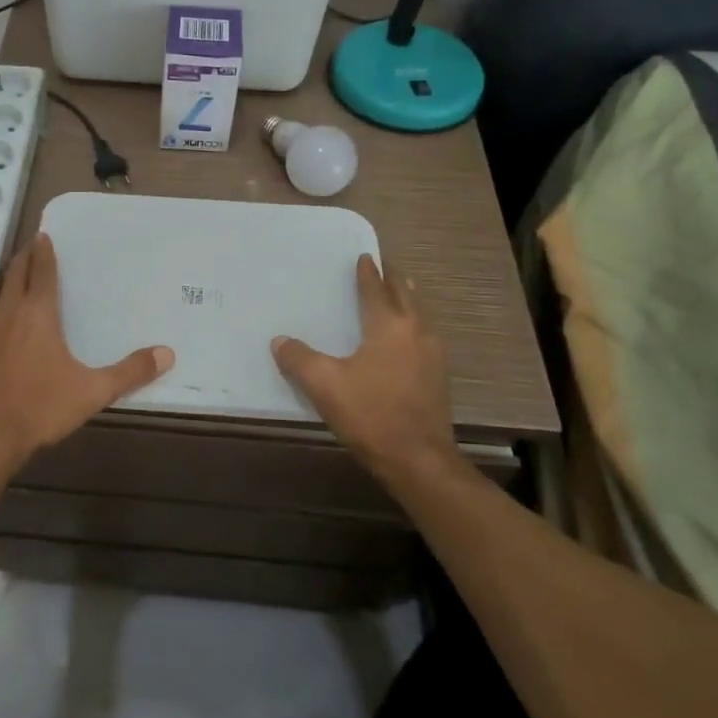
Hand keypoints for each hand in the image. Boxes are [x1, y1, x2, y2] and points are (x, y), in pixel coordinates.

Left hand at [0, 234, 173, 475]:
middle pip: (15, 274)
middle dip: (25, 257)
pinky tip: (11, 323)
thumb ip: (129, 372)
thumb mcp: (91, 392)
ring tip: (25, 277)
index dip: (43, 252)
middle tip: (34, 244)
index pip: (40, 272)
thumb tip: (167, 354)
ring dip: (13, 280)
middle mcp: (9, 314)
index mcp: (37, 314)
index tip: (44, 234)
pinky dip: (5, 306)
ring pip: (1, 294)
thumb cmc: (39, 407)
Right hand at [271, 254, 463, 483]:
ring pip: (420, 315)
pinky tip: (405, 337)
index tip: (365, 256)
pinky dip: (413, 323)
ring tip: (398, 292)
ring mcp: (433, 355)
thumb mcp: (324, 385)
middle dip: (393, 279)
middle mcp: (416, 332)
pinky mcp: (438, 377)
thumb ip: (299, 359)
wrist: (419, 460)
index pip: (376, 290)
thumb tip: (280, 341)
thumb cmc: (371, 414)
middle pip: (406, 295)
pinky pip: (424, 335)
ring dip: (407, 299)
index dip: (368, 273)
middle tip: (382, 266)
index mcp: (390, 326)